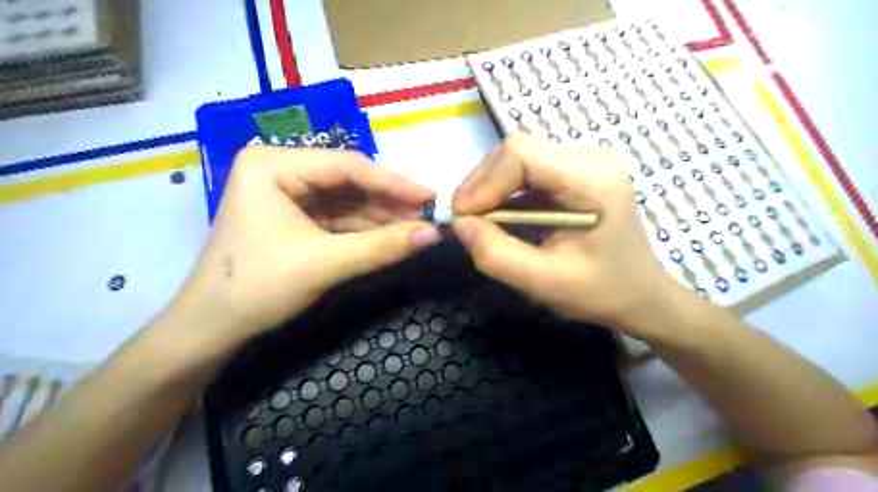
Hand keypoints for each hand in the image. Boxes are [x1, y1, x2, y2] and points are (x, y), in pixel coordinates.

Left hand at [165, 146, 439, 344]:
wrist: (212, 328)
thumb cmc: (258, 287)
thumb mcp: (325, 263)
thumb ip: (383, 246)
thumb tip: (434, 234)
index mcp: (273, 165)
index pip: (347, 167)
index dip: (395, 183)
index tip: (431, 197)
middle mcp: (280, 170)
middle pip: (349, 181)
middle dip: (389, 202)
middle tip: (428, 216)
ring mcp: (287, 194)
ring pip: (347, 200)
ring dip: (381, 217)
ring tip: (417, 228)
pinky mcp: (295, 217)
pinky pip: (339, 217)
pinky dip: (365, 229)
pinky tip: (392, 236)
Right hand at [452, 137, 685, 339]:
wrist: (640, 294)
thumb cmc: (599, 291)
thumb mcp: (543, 282)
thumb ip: (496, 254)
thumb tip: (460, 224)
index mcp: (591, 180)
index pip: (521, 154)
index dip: (484, 182)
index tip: (464, 216)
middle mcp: (590, 159)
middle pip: (516, 151)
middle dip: (483, 184)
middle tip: (466, 221)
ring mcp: (584, 163)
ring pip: (518, 158)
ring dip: (491, 188)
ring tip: (479, 221)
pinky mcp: (575, 173)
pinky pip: (528, 172)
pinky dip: (505, 193)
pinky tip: (500, 217)